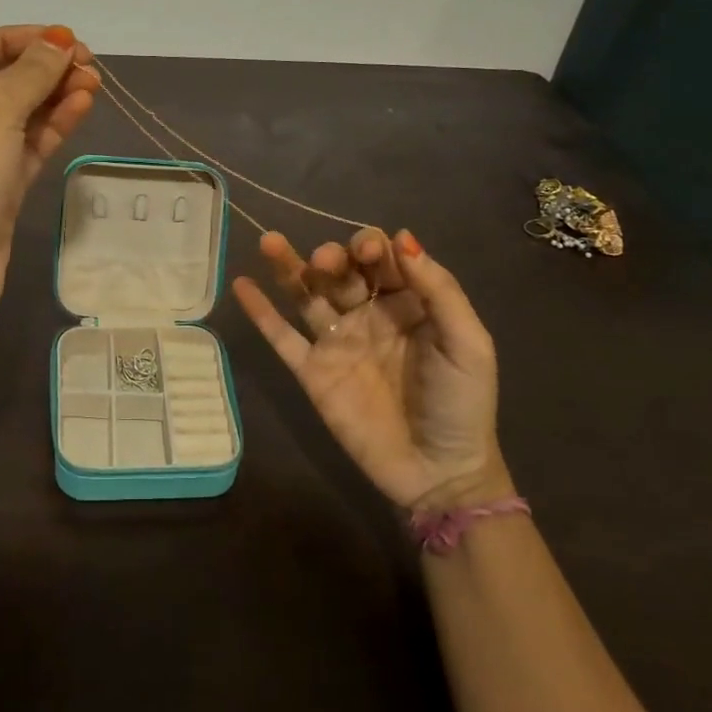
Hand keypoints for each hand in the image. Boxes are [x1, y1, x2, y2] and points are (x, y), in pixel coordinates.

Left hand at [0, 25, 100, 325]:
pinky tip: (83, 107)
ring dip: (55, 95)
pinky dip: (53, 125)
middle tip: (90, 64)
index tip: (59, 38)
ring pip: (19, 113)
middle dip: (43, 68)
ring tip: (96, 83)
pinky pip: (27, 144)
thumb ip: (31, 72)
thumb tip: (60, 41)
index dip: (14, 38)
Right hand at [232, 227, 508, 511]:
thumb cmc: (461, 405)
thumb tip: (402, 237)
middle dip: (331, 256)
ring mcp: (336, 343)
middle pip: (340, 271)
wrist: (439, 473)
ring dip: (288, 266)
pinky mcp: (312, 372)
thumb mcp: (468, 344)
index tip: (368, 253)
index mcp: (407, 304)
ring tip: (269, 242)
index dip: (372, 247)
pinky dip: (261, 312)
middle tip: (326, 260)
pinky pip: (282, 337)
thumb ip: (439, 291)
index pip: (382, 260)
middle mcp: (367, 315)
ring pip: (306, 295)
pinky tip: (242, 284)